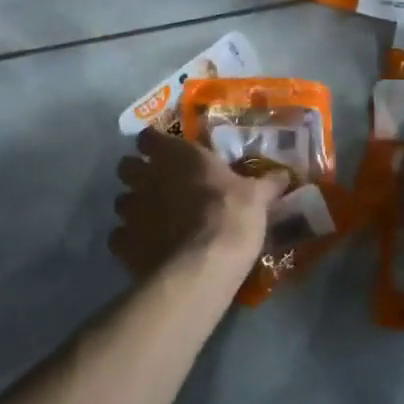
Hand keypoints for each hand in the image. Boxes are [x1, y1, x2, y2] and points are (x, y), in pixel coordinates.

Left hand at [112, 129, 287, 278]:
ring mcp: (131, 210)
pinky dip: (128, 241)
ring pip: (120, 201)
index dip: (154, 143)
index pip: (150, 137)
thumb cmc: (230, 217)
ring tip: (151, 220)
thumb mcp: (257, 197)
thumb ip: (266, 183)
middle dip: (137, 173)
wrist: (202, 266)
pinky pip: (118, 237)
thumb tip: (285, 174)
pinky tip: (145, 249)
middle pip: (126, 166)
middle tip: (157, 185)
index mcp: (177, 155)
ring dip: (133, 207)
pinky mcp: (122, 243)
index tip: (165, 151)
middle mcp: (147, 176)